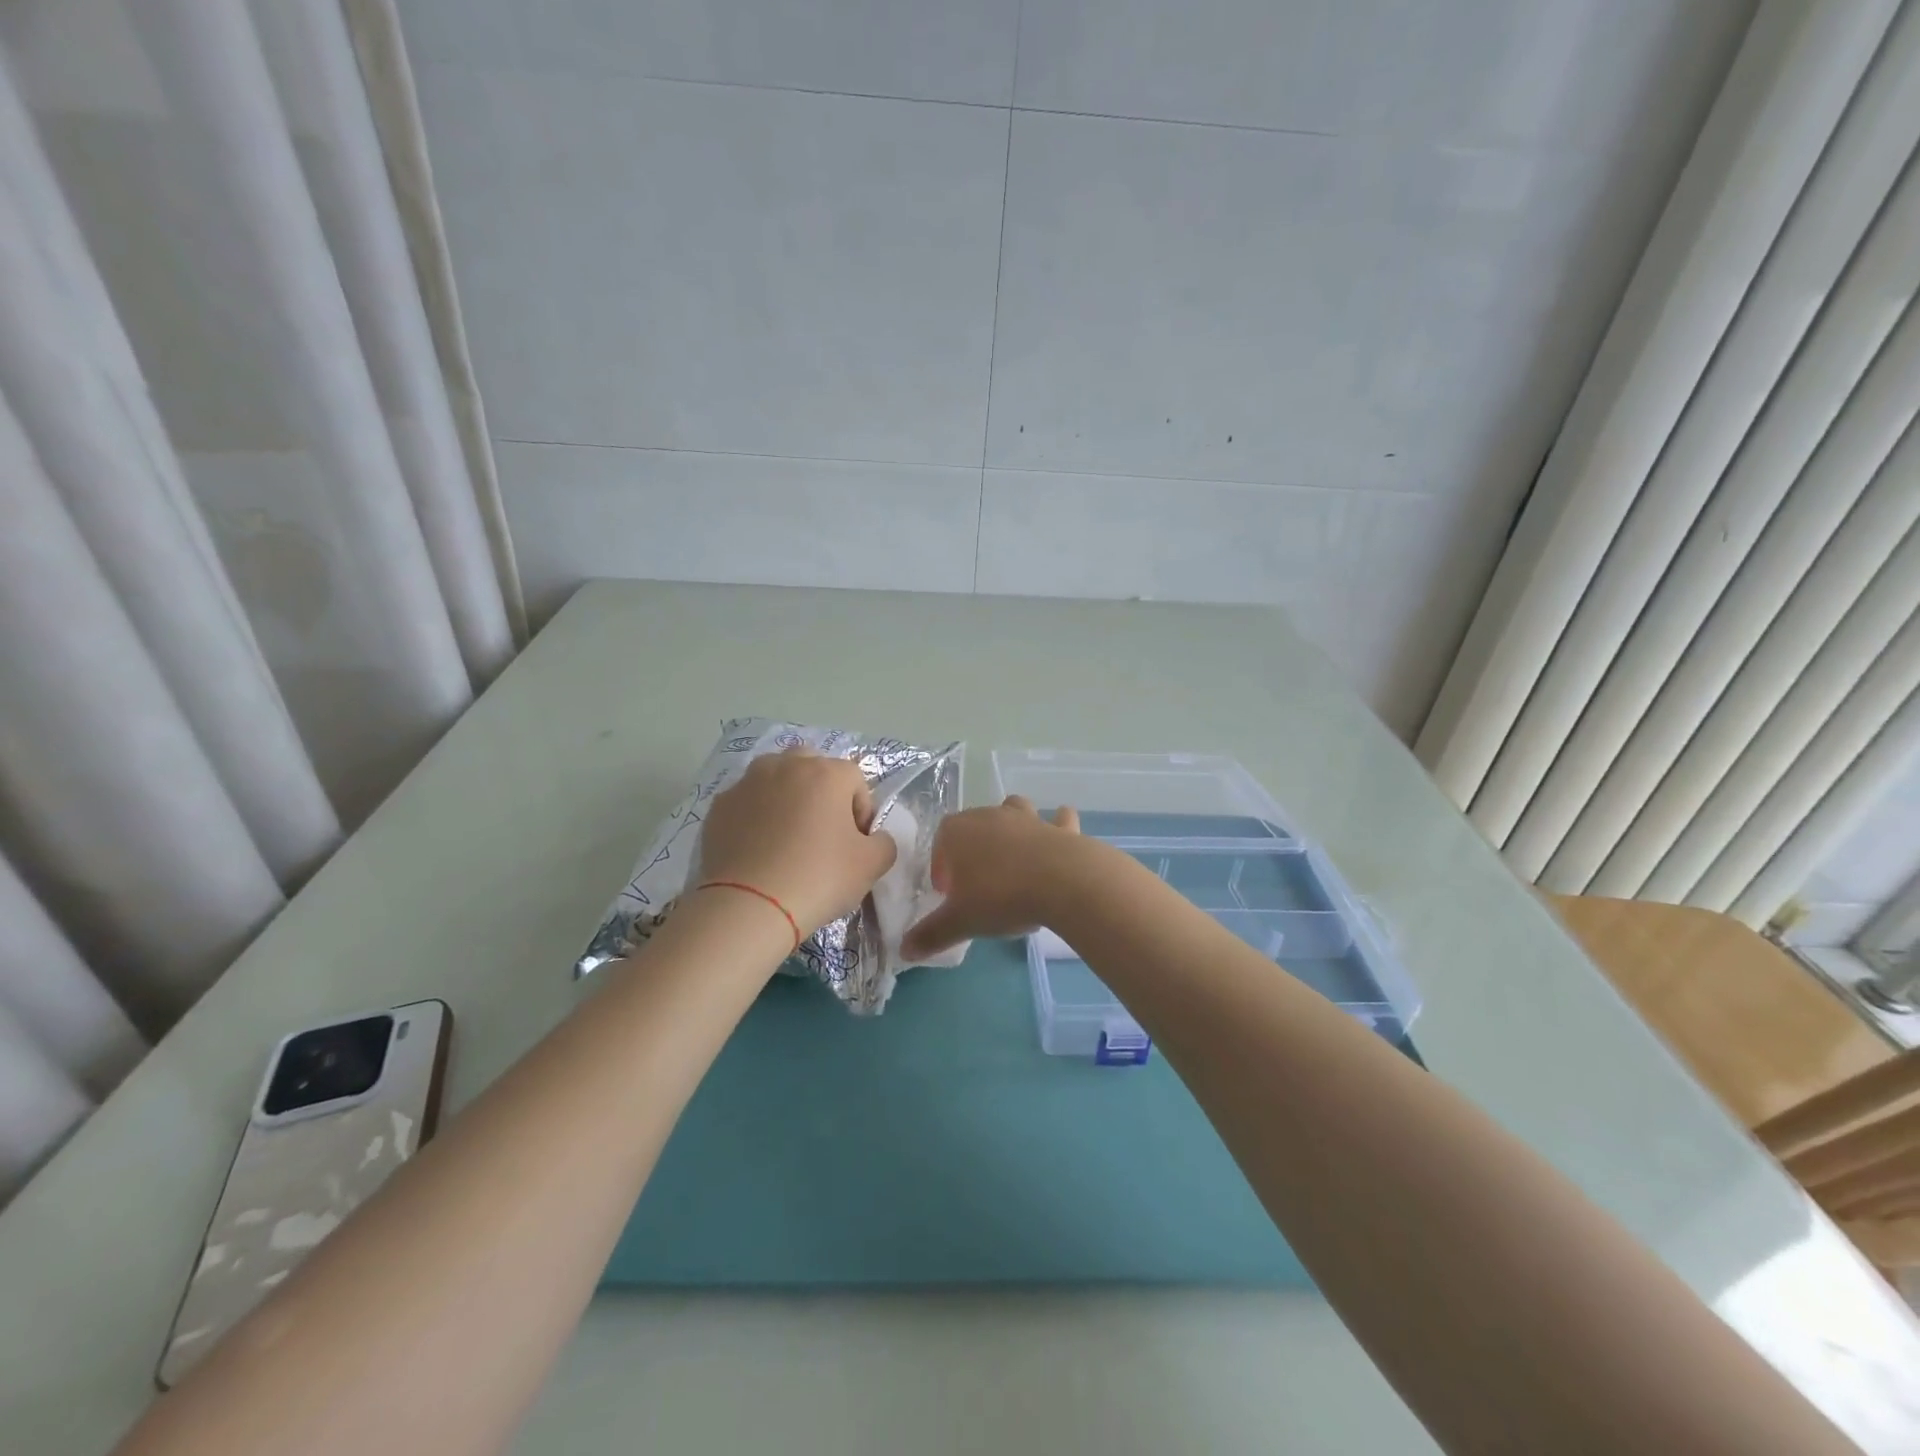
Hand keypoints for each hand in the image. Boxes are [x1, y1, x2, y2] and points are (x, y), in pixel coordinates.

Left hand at [698, 749, 896, 936]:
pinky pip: (747, 803)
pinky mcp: (719, 806)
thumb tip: (873, 838)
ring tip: (786, 838)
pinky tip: (758, 851)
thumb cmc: (818, 878)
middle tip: (822, 832)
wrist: (748, 907)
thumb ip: (884, 843)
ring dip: (786, 798)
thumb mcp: (872, 865)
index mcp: (826, 773)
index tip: (855, 844)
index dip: (861, 812)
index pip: (856, 781)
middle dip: (821, 792)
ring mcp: (747, 783)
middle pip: (812, 766)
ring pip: (775, 778)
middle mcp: (786, 766)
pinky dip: (755, 817)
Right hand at [900, 797, 1081, 959]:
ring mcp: (1027, 817)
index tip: (948, 892)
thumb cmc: (1000, 896)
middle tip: (978, 884)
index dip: (942, 865)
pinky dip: (1058, 826)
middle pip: (975, 824)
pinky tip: (1059, 840)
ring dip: (1011, 827)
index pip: (941, 840)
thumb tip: (904, 950)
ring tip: (1014, 858)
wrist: (1062, 882)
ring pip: (1013, 810)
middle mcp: (990, 815)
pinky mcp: (1059, 828)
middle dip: (973, 848)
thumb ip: (931, 934)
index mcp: (958, 831)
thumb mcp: (960, 922)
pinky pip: (1058, 820)